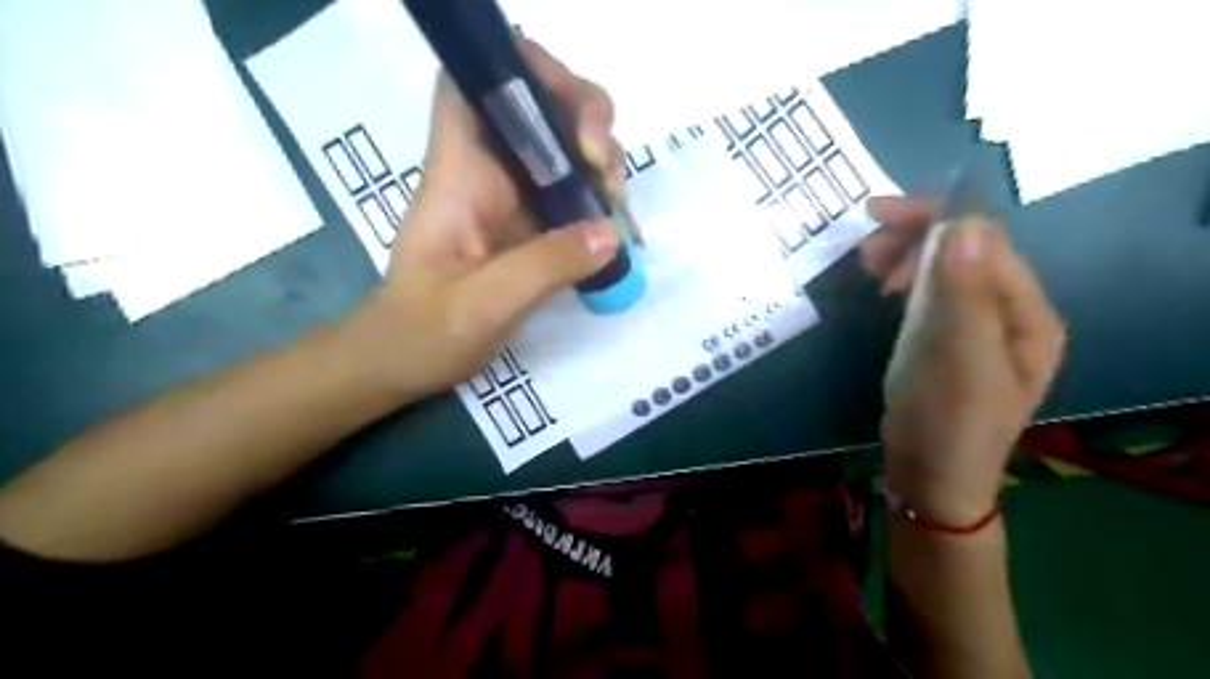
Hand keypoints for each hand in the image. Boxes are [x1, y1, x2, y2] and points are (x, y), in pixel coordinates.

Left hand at [349, 40, 621, 399]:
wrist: (405, 361)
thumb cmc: (423, 332)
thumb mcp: (483, 305)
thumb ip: (545, 266)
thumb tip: (613, 231)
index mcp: (459, 175)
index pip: (470, 86)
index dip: (514, 68)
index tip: (565, 101)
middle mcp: (488, 174)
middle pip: (536, 106)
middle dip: (584, 117)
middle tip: (605, 170)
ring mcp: (514, 200)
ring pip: (564, 148)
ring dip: (602, 162)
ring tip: (618, 209)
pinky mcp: (533, 228)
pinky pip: (574, 194)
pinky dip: (602, 202)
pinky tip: (620, 232)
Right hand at [866, 195, 1061, 523]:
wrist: (930, 478)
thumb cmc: (949, 426)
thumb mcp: (957, 362)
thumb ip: (963, 295)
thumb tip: (962, 225)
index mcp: (1026, 314)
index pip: (986, 241)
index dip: (935, 219)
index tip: (876, 216)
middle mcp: (1009, 312)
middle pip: (967, 249)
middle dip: (916, 236)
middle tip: (863, 247)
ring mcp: (977, 325)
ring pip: (946, 268)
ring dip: (907, 255)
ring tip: (867, 263)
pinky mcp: (948, 338)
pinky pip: (931, 291)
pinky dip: (906, 279)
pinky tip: (884, 286)